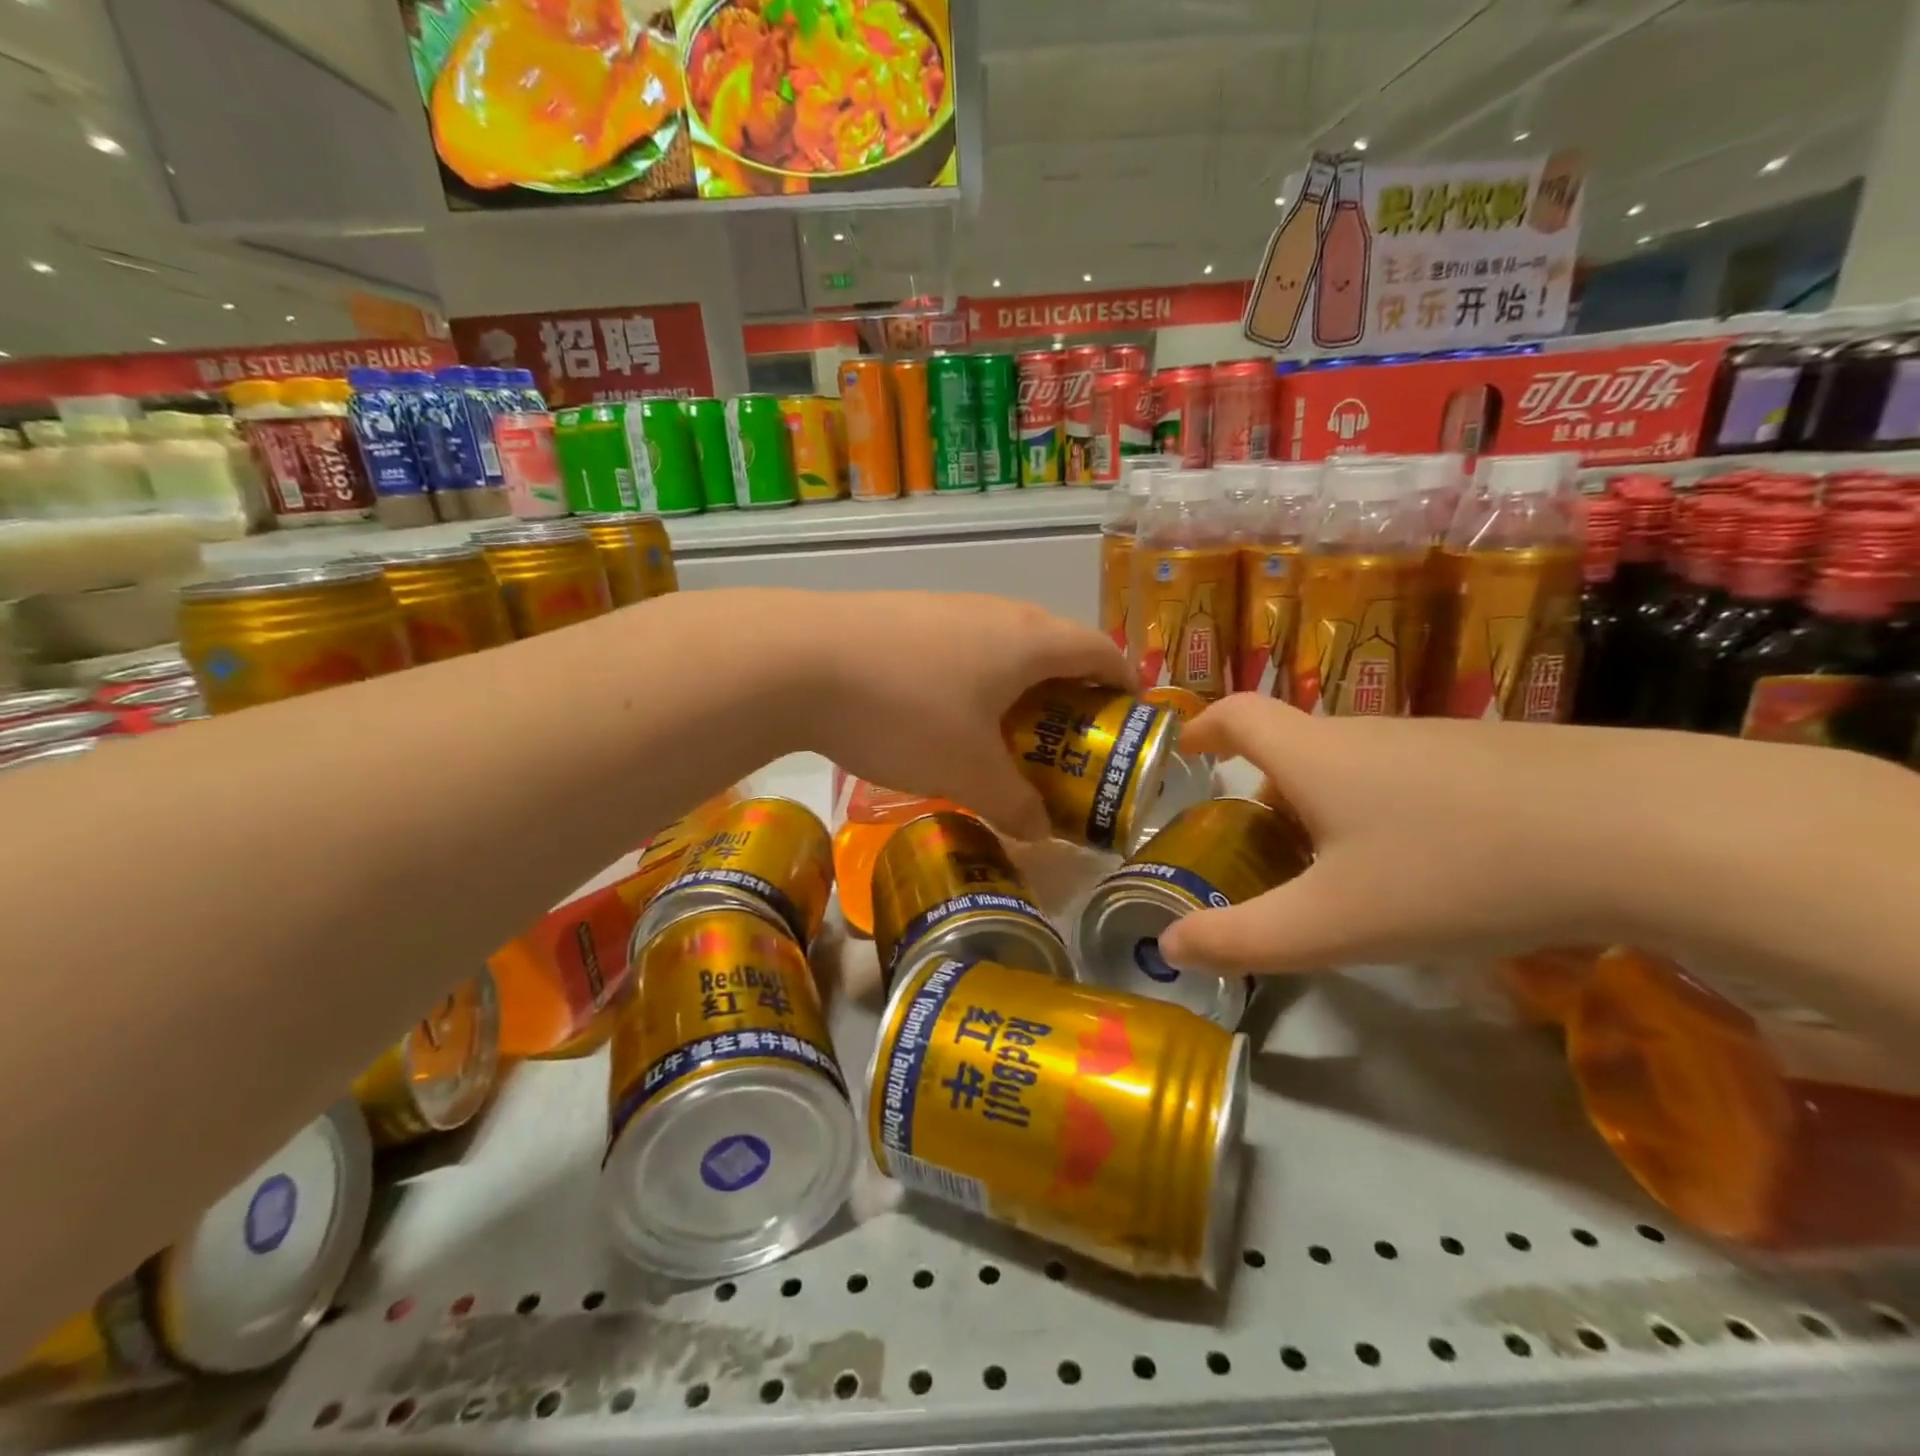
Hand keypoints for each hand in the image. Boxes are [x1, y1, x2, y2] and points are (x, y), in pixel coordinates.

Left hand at [804, 592, 1133, 839]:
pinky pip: (961, 645)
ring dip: (1017, 686)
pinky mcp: (904, 614)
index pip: (1102, 650)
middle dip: (1070, 693)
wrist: (797, 660)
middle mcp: (997, 611)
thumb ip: (1016, 805)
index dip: (1125, 684)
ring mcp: (946, 607)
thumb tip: (1043, 832)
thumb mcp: (968, 772)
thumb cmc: (905, 713)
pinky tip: (943, 715)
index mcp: (1030, 640)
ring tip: (1004, 735)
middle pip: (1055, 645)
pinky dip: (974, 678)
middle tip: (1065, 744)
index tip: (1128, 721)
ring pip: (1004, 645)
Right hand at [1155, 695, 1655, 974]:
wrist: (1645, 831)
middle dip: (1262, 793)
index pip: (1238, 714)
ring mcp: (1435, 742)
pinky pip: (1407, 779)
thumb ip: (1241, 939)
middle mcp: (1366, 734)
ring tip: (1339, 875)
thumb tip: (1168, 947)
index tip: (1183, 750)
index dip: (1201, 725)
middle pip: (1293, 749)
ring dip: (1324, 807)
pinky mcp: (1494, 759)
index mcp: (1314, 755)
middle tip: (1259, 852)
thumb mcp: (1331, 923)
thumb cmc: (1452, 870)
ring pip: (1352, 767)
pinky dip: (1383, 814)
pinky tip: (1426, 870)